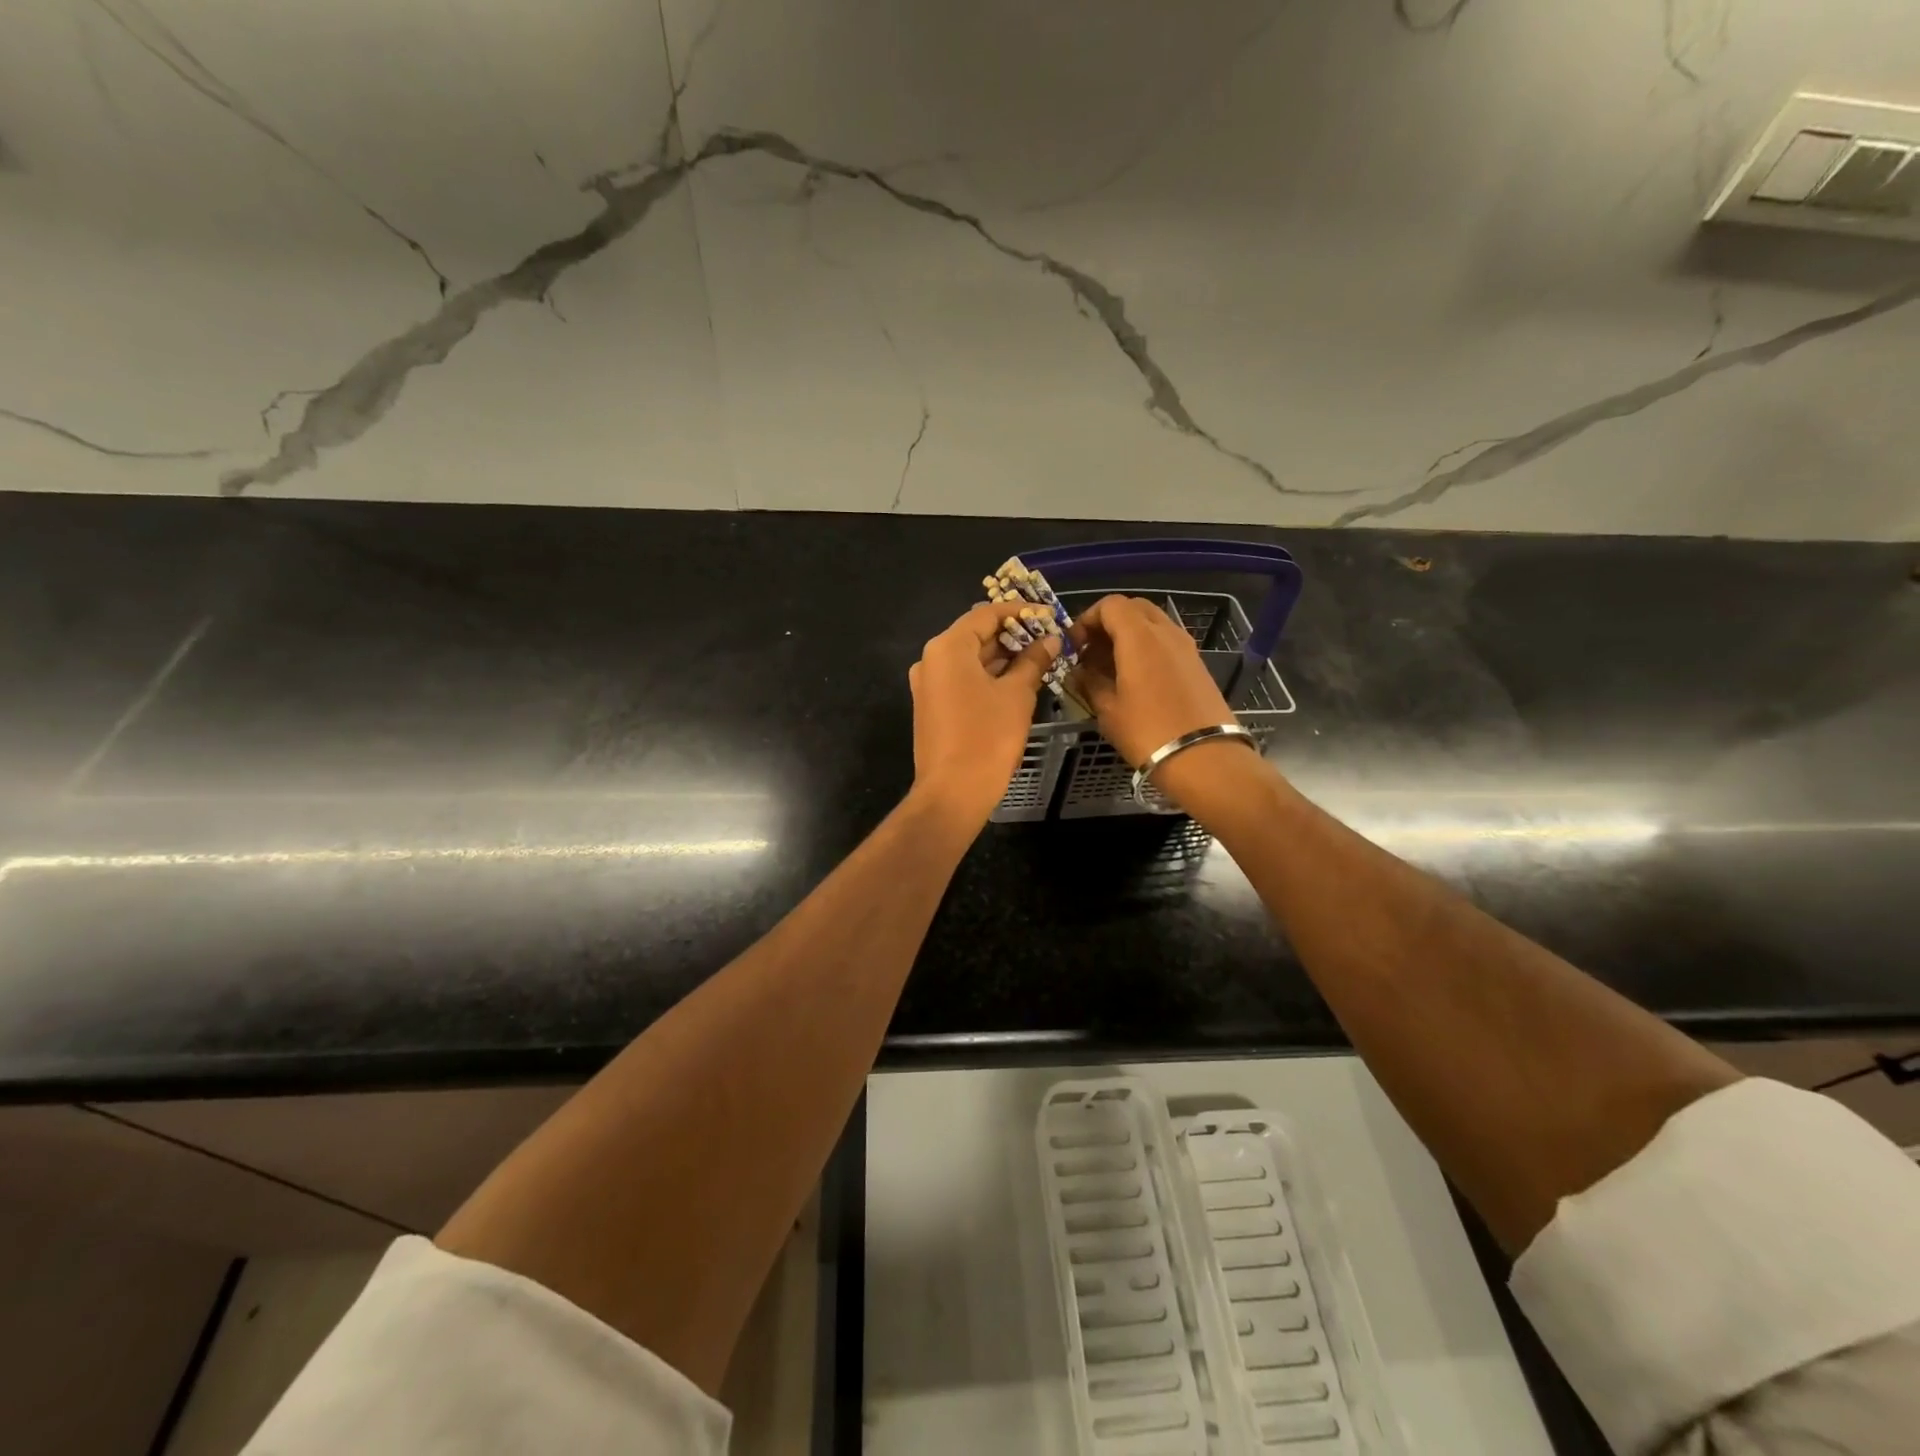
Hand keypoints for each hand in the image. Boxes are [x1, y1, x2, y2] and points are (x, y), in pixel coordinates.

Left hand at [908, 600, 1061, 829]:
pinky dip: (988, 676)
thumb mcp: (1017, 695)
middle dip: (1013, 635)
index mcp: (947, 648)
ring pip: (970, 659)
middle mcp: (931, 659)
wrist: (953, 792)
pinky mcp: (932, 706)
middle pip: (975, 634)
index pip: (986, 614)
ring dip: (1002, 656)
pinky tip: (1017, 681)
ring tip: (1040, 658)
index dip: (1020, 612)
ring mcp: (928, 684)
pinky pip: (962, 679)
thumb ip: (1033, 661)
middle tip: (1048, 638)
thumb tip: (1050, 639)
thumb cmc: (987, 737)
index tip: (1049, 616)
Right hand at [1068, 594, 1236, 765]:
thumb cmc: (1148, 732)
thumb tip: (1079, 671)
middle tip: (1091, 652)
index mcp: (1139, 636)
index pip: (1109, 605)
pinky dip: (1146, 648)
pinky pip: (1166, 642)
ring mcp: (1186, 646)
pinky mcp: (1197, 664)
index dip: (1086, 619)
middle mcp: (1165, 631)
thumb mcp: (1108, 711)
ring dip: (1128, 635)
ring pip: (1152, 624)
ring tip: (1110, 667)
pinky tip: (1135, 679)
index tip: (1074, 646)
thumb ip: (1089, 683)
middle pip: (1133, 608)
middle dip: (1108, 623)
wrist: (1205, 758)